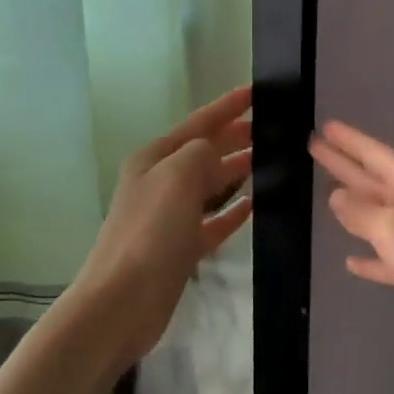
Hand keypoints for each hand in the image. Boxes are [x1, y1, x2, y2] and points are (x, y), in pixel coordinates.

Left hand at [79, 86, 254, 367]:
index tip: (255, 92)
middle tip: (271, 127)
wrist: (122, 302)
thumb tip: (217, 153)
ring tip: (268, 159)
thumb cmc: (150, 233)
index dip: (227, 107)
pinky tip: (253, 206)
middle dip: (234, 137)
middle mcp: (160, 183)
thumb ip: (202, 153)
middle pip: (204, 152)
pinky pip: (213, 221)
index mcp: (154, 160)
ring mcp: (169, 217)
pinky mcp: (180, 247)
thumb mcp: (177, 177)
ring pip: (210, 185)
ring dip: (236, 170)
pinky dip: (232, 212)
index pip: (198, 124)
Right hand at [312, 119, 393, 393]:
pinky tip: (350, 261)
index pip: (372, 154)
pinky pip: (389, 258)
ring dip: (354, 208)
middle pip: (372, 179)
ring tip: (326, 195)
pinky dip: (370, 260)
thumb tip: (336, 196)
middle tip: (314, 147)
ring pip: (379, 217)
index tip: (325, 126)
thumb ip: (361, 212)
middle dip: (344, 165)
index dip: (348, 141)